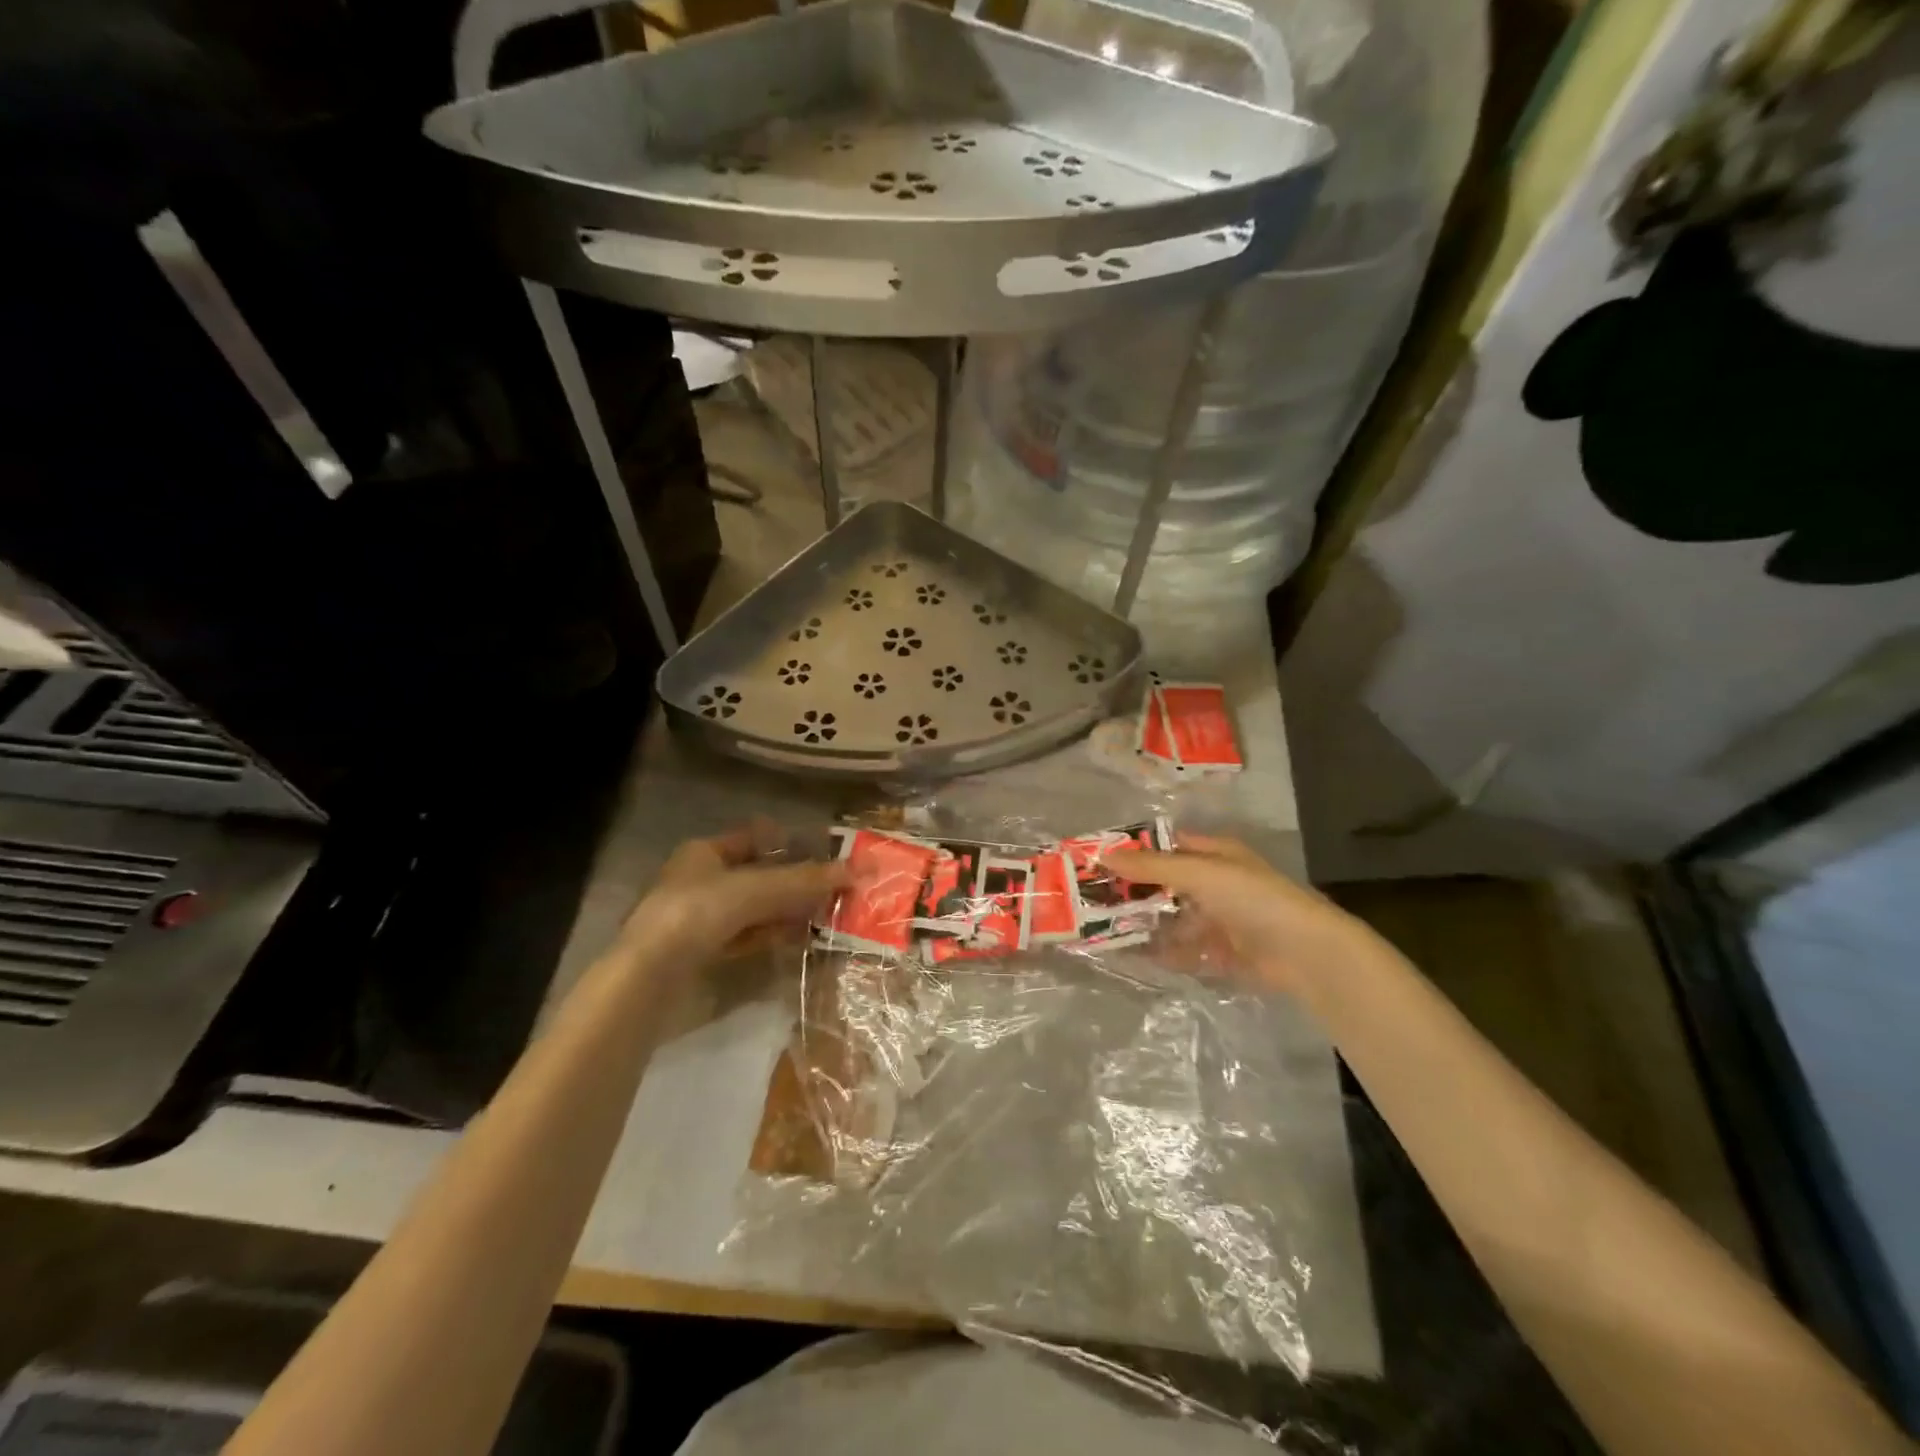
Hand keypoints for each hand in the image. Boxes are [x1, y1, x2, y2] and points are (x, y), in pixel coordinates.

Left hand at [621, 826, 849, 963]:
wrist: (648, 977)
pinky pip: (747, 936)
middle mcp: (701, 880)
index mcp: (704, 852)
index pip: (754, 838)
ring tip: (826, 913)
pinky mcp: (703, 952)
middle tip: (835, 886)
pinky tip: (800, 939)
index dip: (789, 842)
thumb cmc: (698, 913)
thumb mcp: (756, 890)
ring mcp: (700, 918)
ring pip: (754, 908)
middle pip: (758, 875)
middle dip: (795, 881)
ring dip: (787, 911)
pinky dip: (773, 935)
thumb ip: (806, 879)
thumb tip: (858, 868)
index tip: (824, 851)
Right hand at [1103, 834, 1386, 997]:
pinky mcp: (1223, 953)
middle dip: (1134, 892)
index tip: (1098, 862)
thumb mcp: (1200, 874)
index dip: (1135, 852)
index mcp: (1214, 855)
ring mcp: (1220, 920)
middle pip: (1166, 885)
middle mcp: (1215, 884)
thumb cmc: (1254, 899)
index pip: (1166, 847)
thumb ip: (1152, 867)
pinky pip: (1185, 951)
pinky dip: (1164, 953)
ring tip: (1106, 931)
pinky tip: (1136, 956)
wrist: (1306, 954)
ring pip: (1173, 919)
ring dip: (1146, 925)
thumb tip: (1104, 855)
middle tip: (1093, 900)